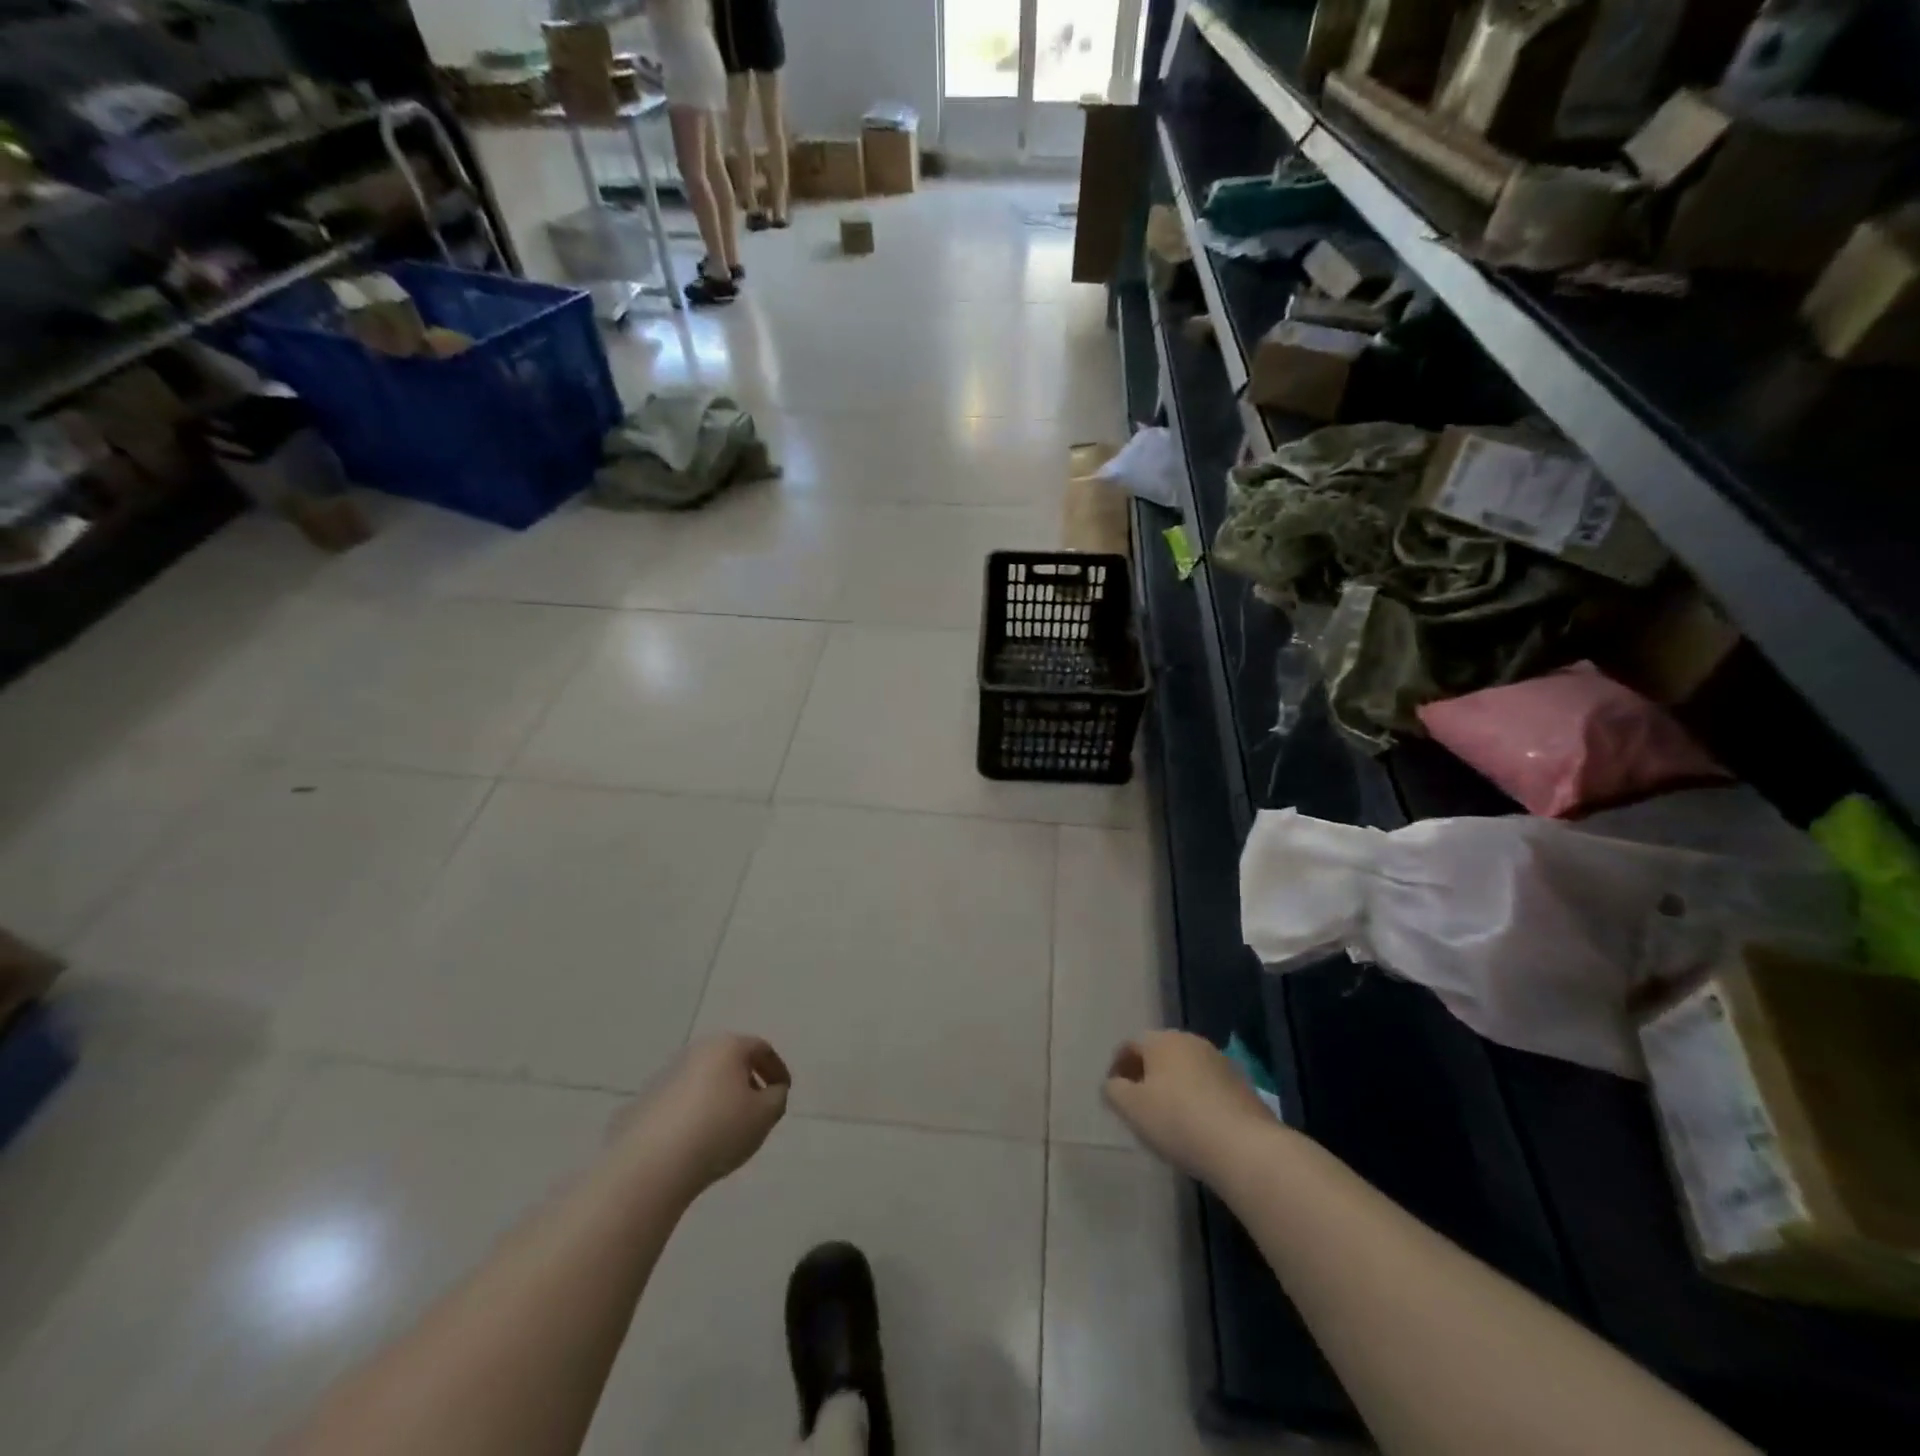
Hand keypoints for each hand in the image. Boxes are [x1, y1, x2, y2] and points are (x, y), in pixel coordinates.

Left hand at [613, 1034, 790, 1196]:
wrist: (652, 1164)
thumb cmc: (719, 1130)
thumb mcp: (765, 1115)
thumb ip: (777, 1097)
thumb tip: (770, 1091)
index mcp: (727, 1046)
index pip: (761, 1049)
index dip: (777, 1070)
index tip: (782, 1094)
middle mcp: (696, 1051)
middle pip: (730, 1061)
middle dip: (747, 1081)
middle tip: (757, 1109)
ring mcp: (666, 1075)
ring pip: (704, 1080)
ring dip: (719, 1097)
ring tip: (726, 1129)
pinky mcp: (645, 1101)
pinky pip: (681, 1101)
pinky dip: (695, 1113)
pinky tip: (696, 1141)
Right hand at [1104, 1031, 1278, 1183]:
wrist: (1244, 1147)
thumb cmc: (1178, 1120)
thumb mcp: (1132, 1108)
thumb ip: (1114, 1091)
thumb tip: (1113, 1084)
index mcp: (1162, 1039)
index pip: (1130, 1045)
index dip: (1117, 1067)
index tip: (1113, 1093)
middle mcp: (1191, 1041)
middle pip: (1159, 1054)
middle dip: (1146, 1075)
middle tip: (1137, 1104)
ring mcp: (1220, 1062)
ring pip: (1185, 1070)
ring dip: (1173, 1087)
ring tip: (1167, 1118)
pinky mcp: (1242, 1086)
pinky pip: (1208, 1087)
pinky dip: (1196, 1100)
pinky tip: (1196, 1126)